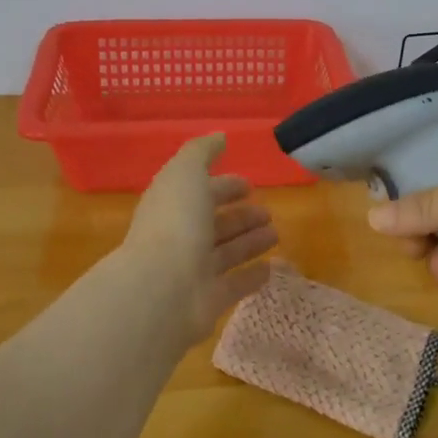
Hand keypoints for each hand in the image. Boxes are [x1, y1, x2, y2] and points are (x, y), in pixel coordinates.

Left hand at [124, 134, 277, 346]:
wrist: (162, 289)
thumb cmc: (175, 223)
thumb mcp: (186, 173)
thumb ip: (201, 152)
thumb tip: (219, 137)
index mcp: (171, 205)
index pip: (199, 192)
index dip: (223, 186)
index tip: (249, 185)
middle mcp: (180, 237)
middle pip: (213, 224)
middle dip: (240, 216)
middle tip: (268, 212)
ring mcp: (192, 271)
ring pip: (226, 253)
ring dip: (249, 242)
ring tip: (275, 235)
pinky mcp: (208, 300)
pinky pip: (234, 285)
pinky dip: (251, 276)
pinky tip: (271, 268)